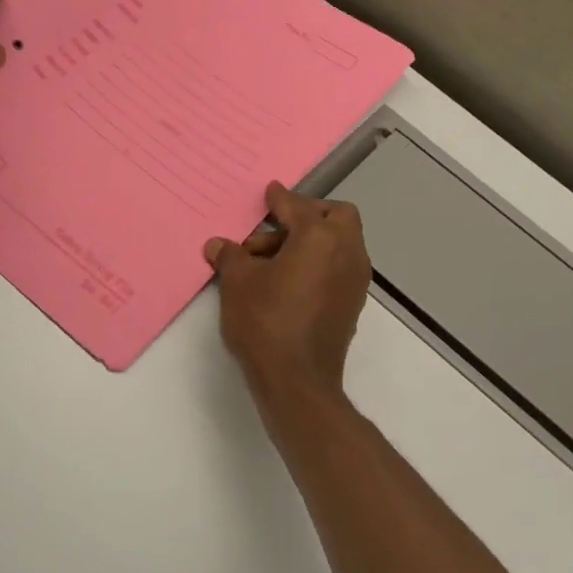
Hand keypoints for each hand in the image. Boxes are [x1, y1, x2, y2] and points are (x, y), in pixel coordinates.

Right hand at [206, 182, 371, 398]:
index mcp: (321, 238)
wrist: (298, 380)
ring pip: (340, 243)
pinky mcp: (353, 304)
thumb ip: (230, 257)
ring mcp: (355, 280)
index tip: (269, 192)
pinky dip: (319, 263)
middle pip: (336, 216)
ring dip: (311, 241)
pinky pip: (338, 267)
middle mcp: (347, 252)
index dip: (279, 198)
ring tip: (270, 261)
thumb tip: (218, 245)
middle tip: (276, 227)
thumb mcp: (238, 283)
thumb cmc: (266, 322)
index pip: (298, 206)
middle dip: (308, 215)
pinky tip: (288, 281)